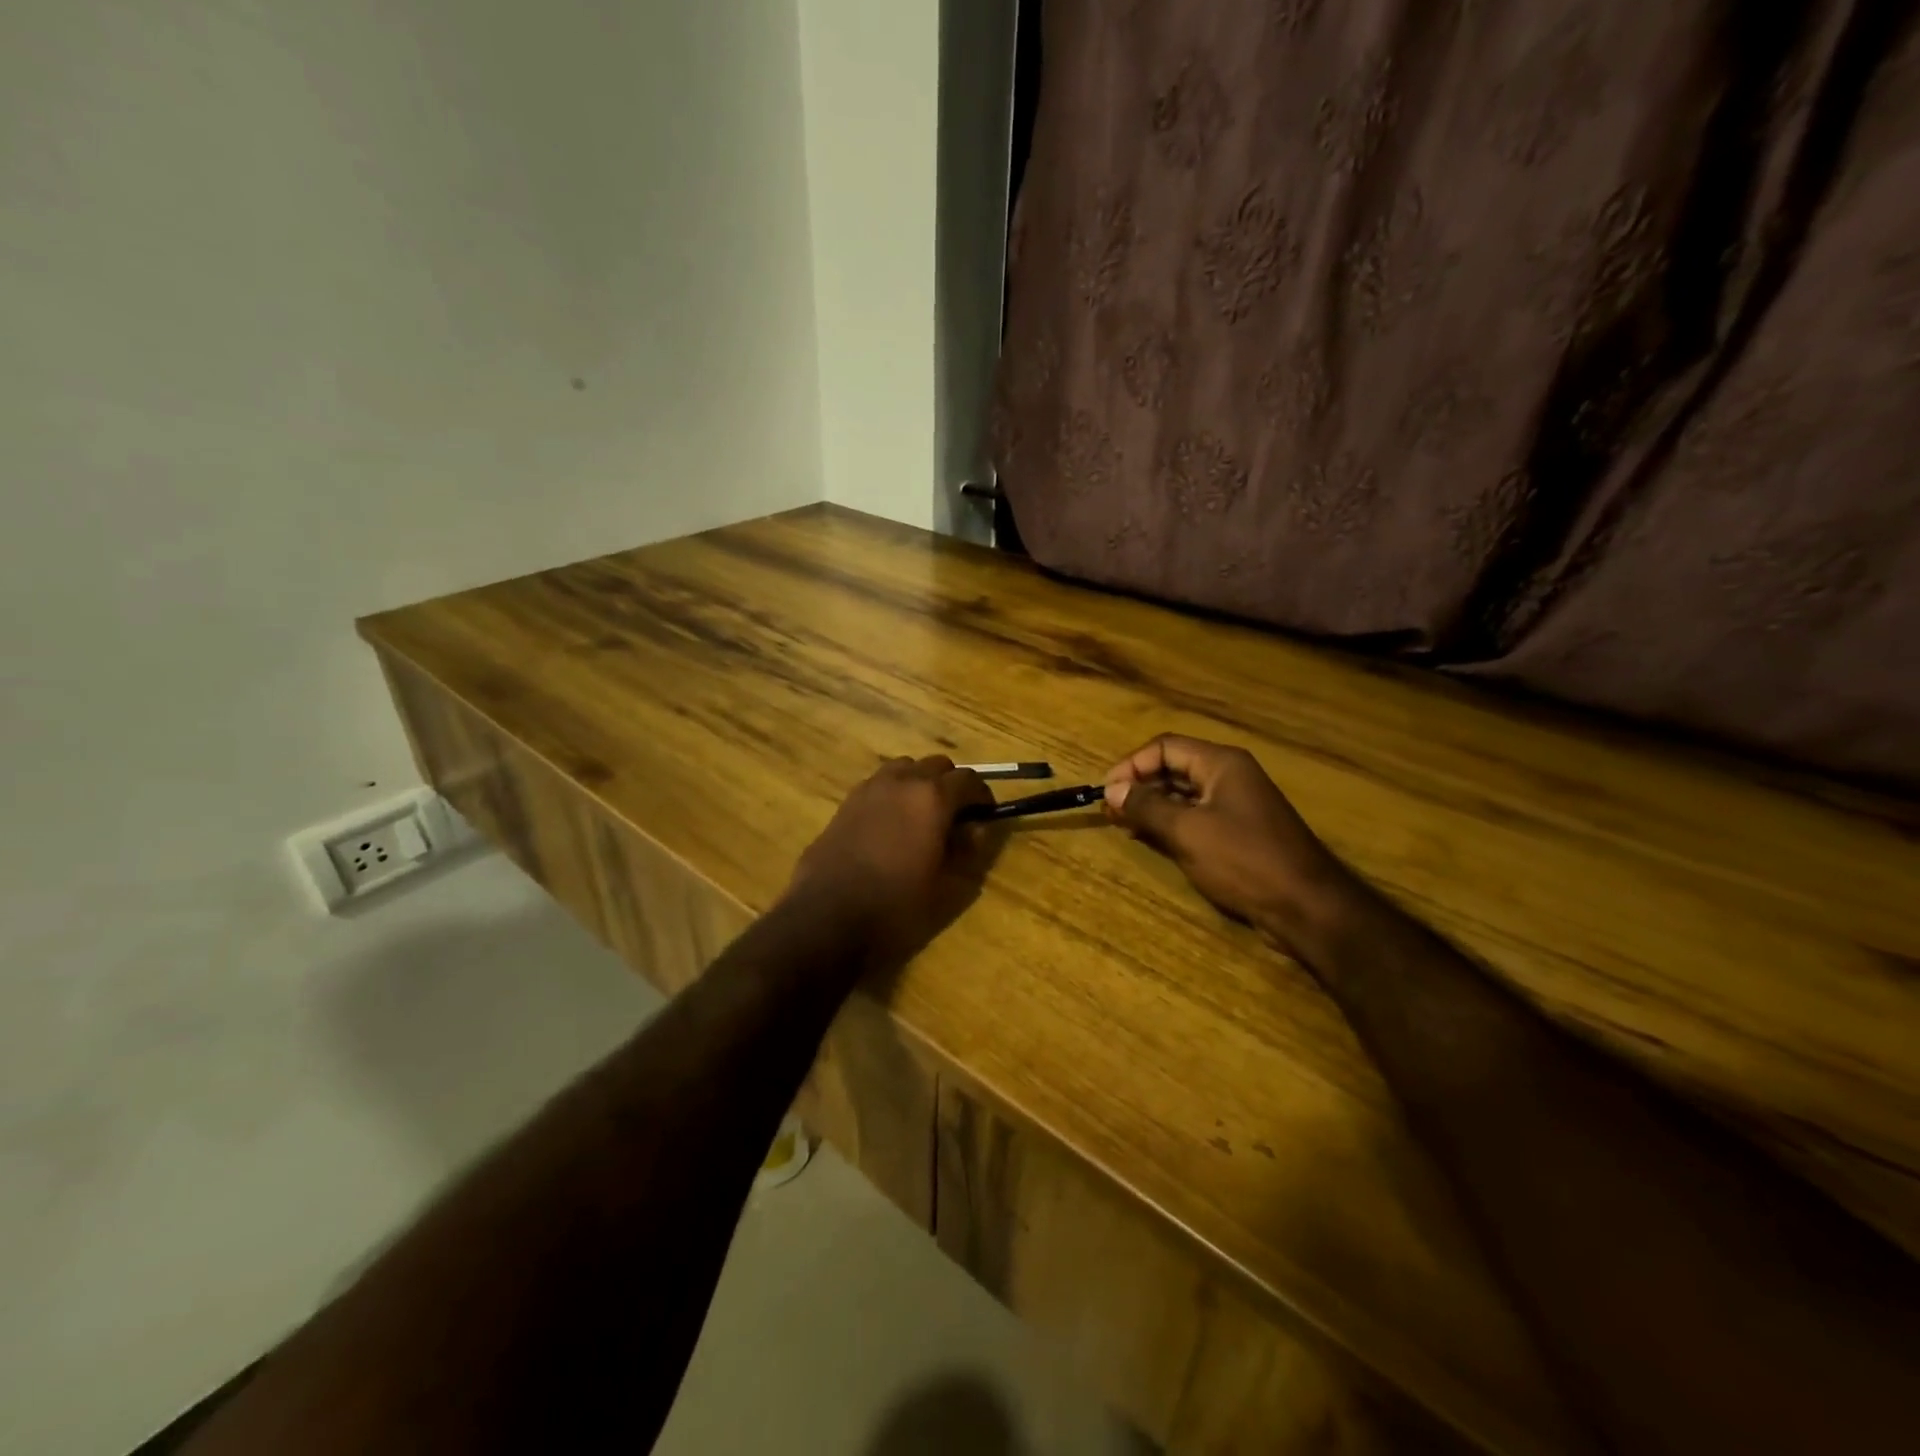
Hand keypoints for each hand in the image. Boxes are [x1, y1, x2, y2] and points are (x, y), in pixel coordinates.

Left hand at [789, 756, 996, 971]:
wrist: (827, 916)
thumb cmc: (895, 906)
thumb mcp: (946, 887)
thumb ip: (966, 851)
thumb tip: (974, 830)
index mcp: (932, 798)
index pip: (969, 780)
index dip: (983, 796)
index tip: (986, 815)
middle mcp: (902, 781)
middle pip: (937, 765)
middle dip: (951, 784)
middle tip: (956, 814)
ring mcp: (870, 788)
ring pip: (905, 768)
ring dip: (919, 782)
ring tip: (922, 814)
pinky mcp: (846, 802)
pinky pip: (879, 783)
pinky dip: (893, 792)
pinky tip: (891, 823)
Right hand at [1104, 734, 1351, 947]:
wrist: (1306, 906)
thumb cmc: (1244, 860)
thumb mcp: (1187, 831)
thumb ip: (1146, 807)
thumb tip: (1112, 791)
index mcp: (1221, 764)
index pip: (1164, 747)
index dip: (1131, 765)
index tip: (1106, 792)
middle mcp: (1229, 776)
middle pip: (1173, 768)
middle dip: (1139, 786)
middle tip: (1110, 811)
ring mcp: (1236, 805)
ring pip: (1183, 794)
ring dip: (1152, 806)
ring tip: (1123, 825)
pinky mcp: (1238, 833)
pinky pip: (1196, 817)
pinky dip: (1170, 823)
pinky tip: (1150, 839)